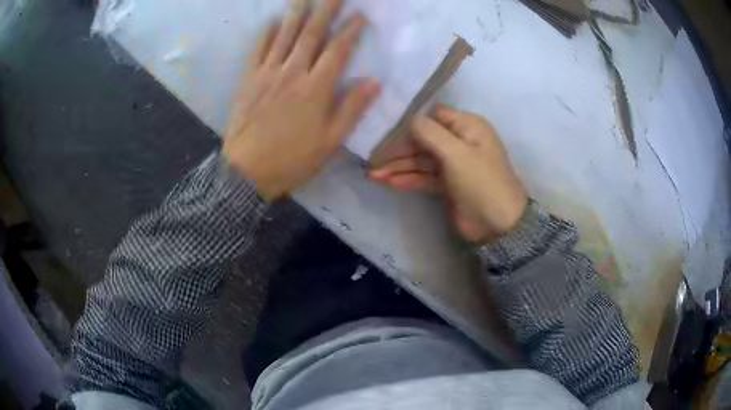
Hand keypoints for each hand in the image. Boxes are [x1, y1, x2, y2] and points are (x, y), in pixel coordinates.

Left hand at [223, 0, 379, 200]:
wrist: (246, 172)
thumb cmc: (292, 160)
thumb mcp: (330, 142)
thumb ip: (352, 109)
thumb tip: (374, 82)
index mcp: (316, 88)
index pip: (338, 50)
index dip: (351, 30)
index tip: (360, 15)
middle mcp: (293, 72)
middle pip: (312, 33)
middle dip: (326, 9)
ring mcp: (268, 73)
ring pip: (285, 35)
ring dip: (297, 12)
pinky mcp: (249, 79)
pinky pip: (259, 49)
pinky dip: (266, 33)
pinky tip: (272, 20)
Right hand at [370, 106, 527, 244]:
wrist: (498, 225)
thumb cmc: (481, 182)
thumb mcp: (457, 153)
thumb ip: (430, 133)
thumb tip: (408, 119)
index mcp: (468, 126)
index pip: (433, 116)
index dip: (409, 121)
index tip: (384, 126)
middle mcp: (460, 141)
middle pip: (423, 139)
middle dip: (399, 148)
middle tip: (372, 156)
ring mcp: (453, 164)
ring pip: (420, 160)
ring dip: (398, 166)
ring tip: (373, 174)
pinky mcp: (447, 184)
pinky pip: (423, 177)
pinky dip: (407, 179)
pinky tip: (387, 182)